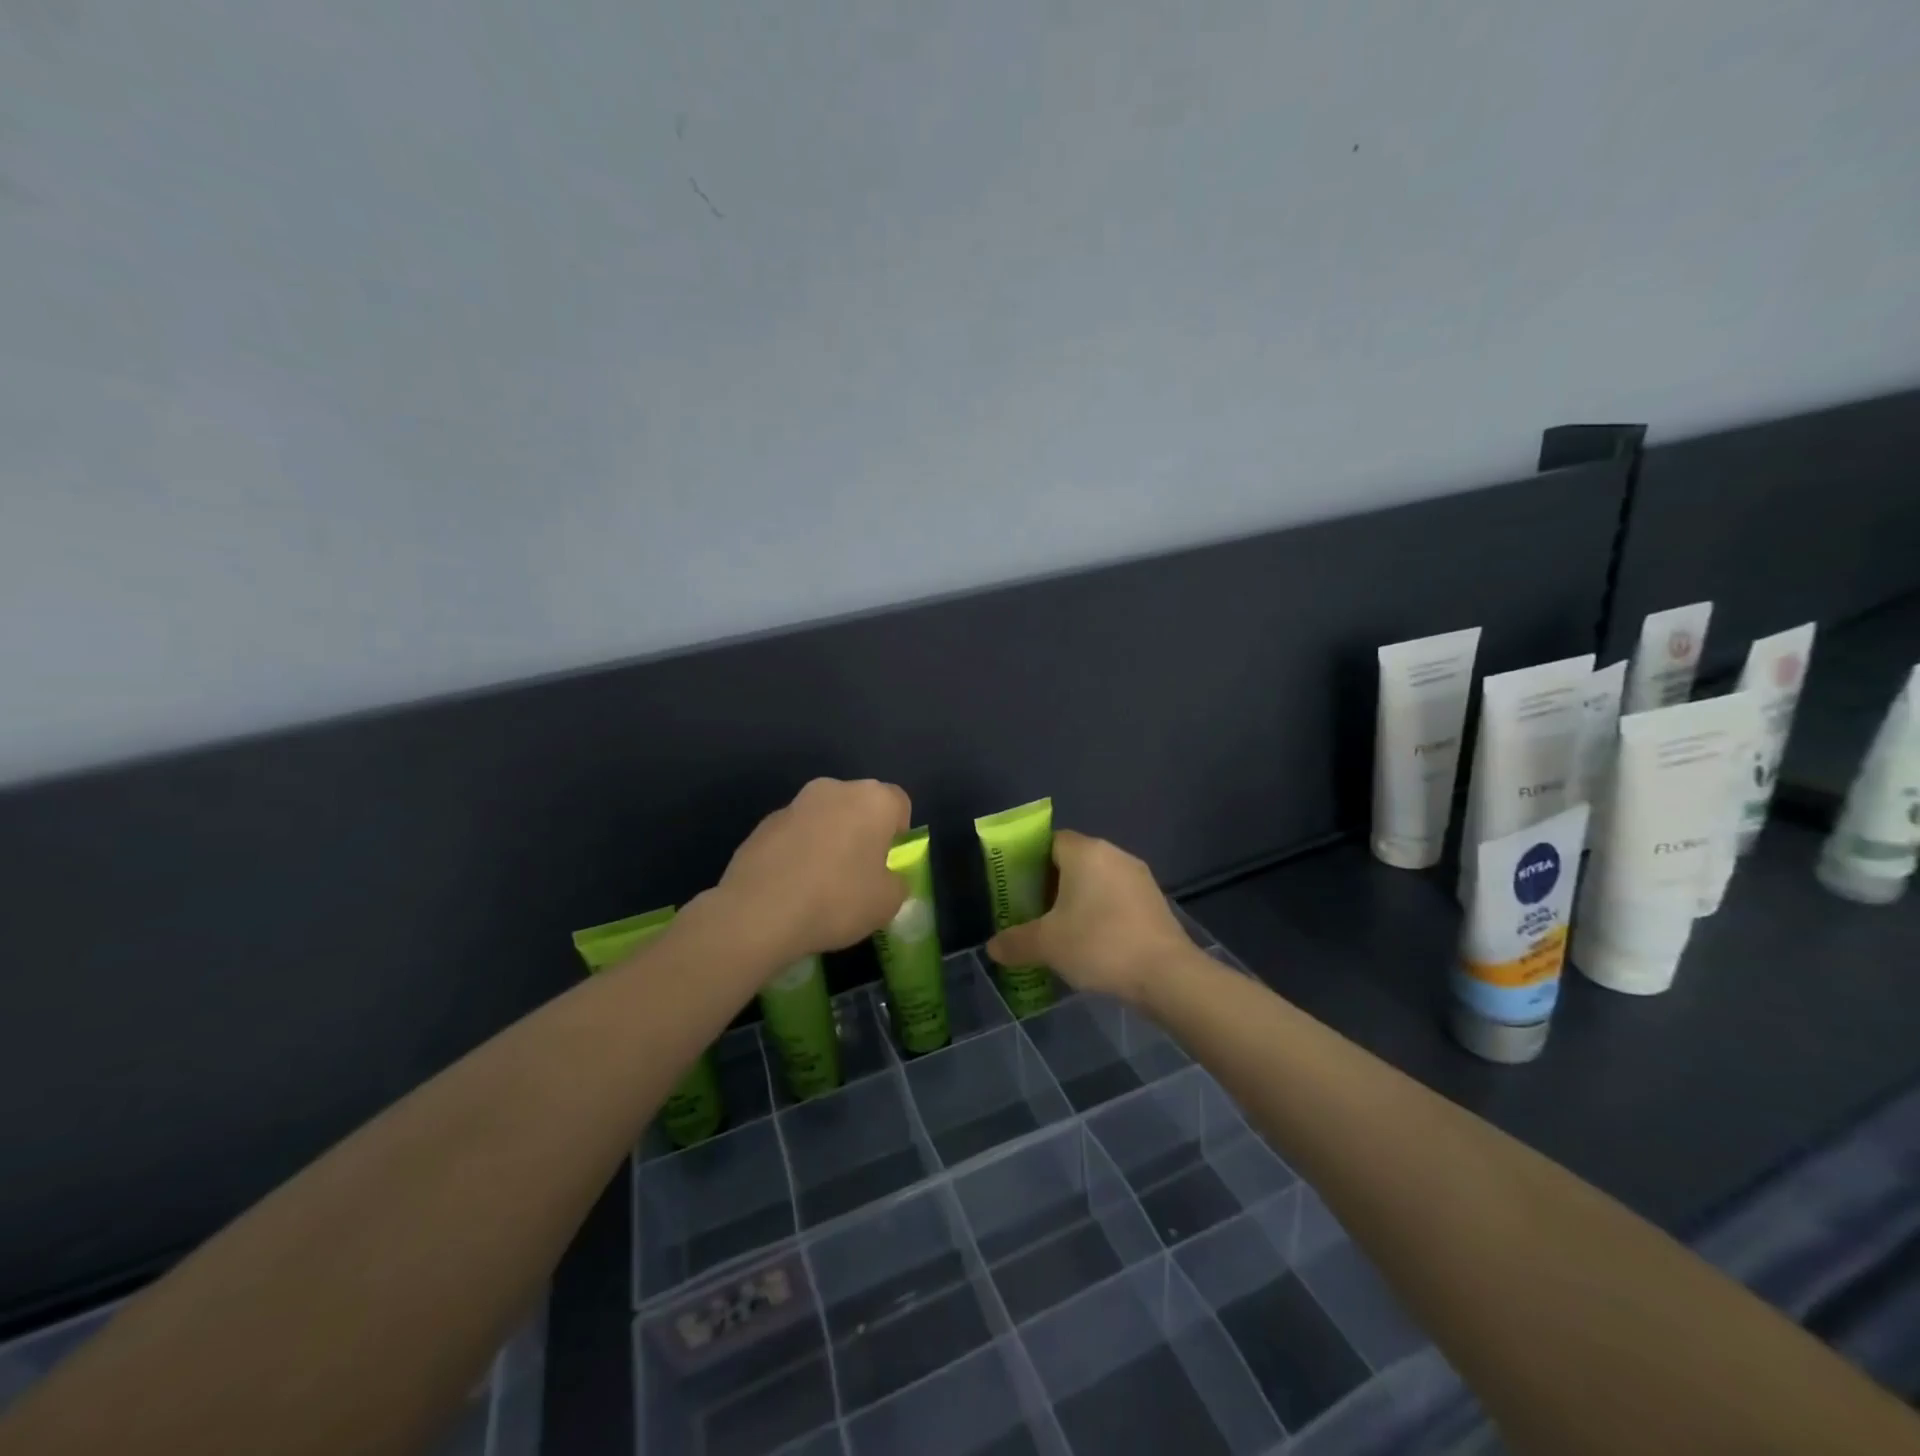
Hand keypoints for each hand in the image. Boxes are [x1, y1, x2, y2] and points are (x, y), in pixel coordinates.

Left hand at [714, 778, 911, 961]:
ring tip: (820, 883)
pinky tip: (792, 886)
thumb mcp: (888, 902)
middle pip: (859, 806)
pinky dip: (798, 852)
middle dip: (862, 832)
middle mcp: (835, 789)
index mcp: (873, 799)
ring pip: (824, 818)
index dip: (898, 834)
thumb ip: (896, 882)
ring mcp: (795, 803)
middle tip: (858, 873)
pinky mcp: (764, 823)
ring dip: (828, 840)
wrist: (760, 912)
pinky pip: (795, 834)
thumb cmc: (838, 900)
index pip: (899, 804)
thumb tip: (886, 878)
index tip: (888, 864)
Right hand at [985, 830, 1193, 1004]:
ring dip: (1079, 900)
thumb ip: (1015, 942)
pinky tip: (1093, 942)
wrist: (1167, 974)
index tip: (1019, 888)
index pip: (1051, 841)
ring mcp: (1139, 877)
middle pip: (1074, 860)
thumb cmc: (1099, 944)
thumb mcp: (1047, 945)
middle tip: (1034, 912)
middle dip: (1052, 883)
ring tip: (1061, 931)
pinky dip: (1102, 912)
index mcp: (1085, 852)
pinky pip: (1117, 898)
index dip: (1031, 861)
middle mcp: (1114, 854)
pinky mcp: (1155, 901)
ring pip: (1098, 880)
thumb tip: (992, 948)